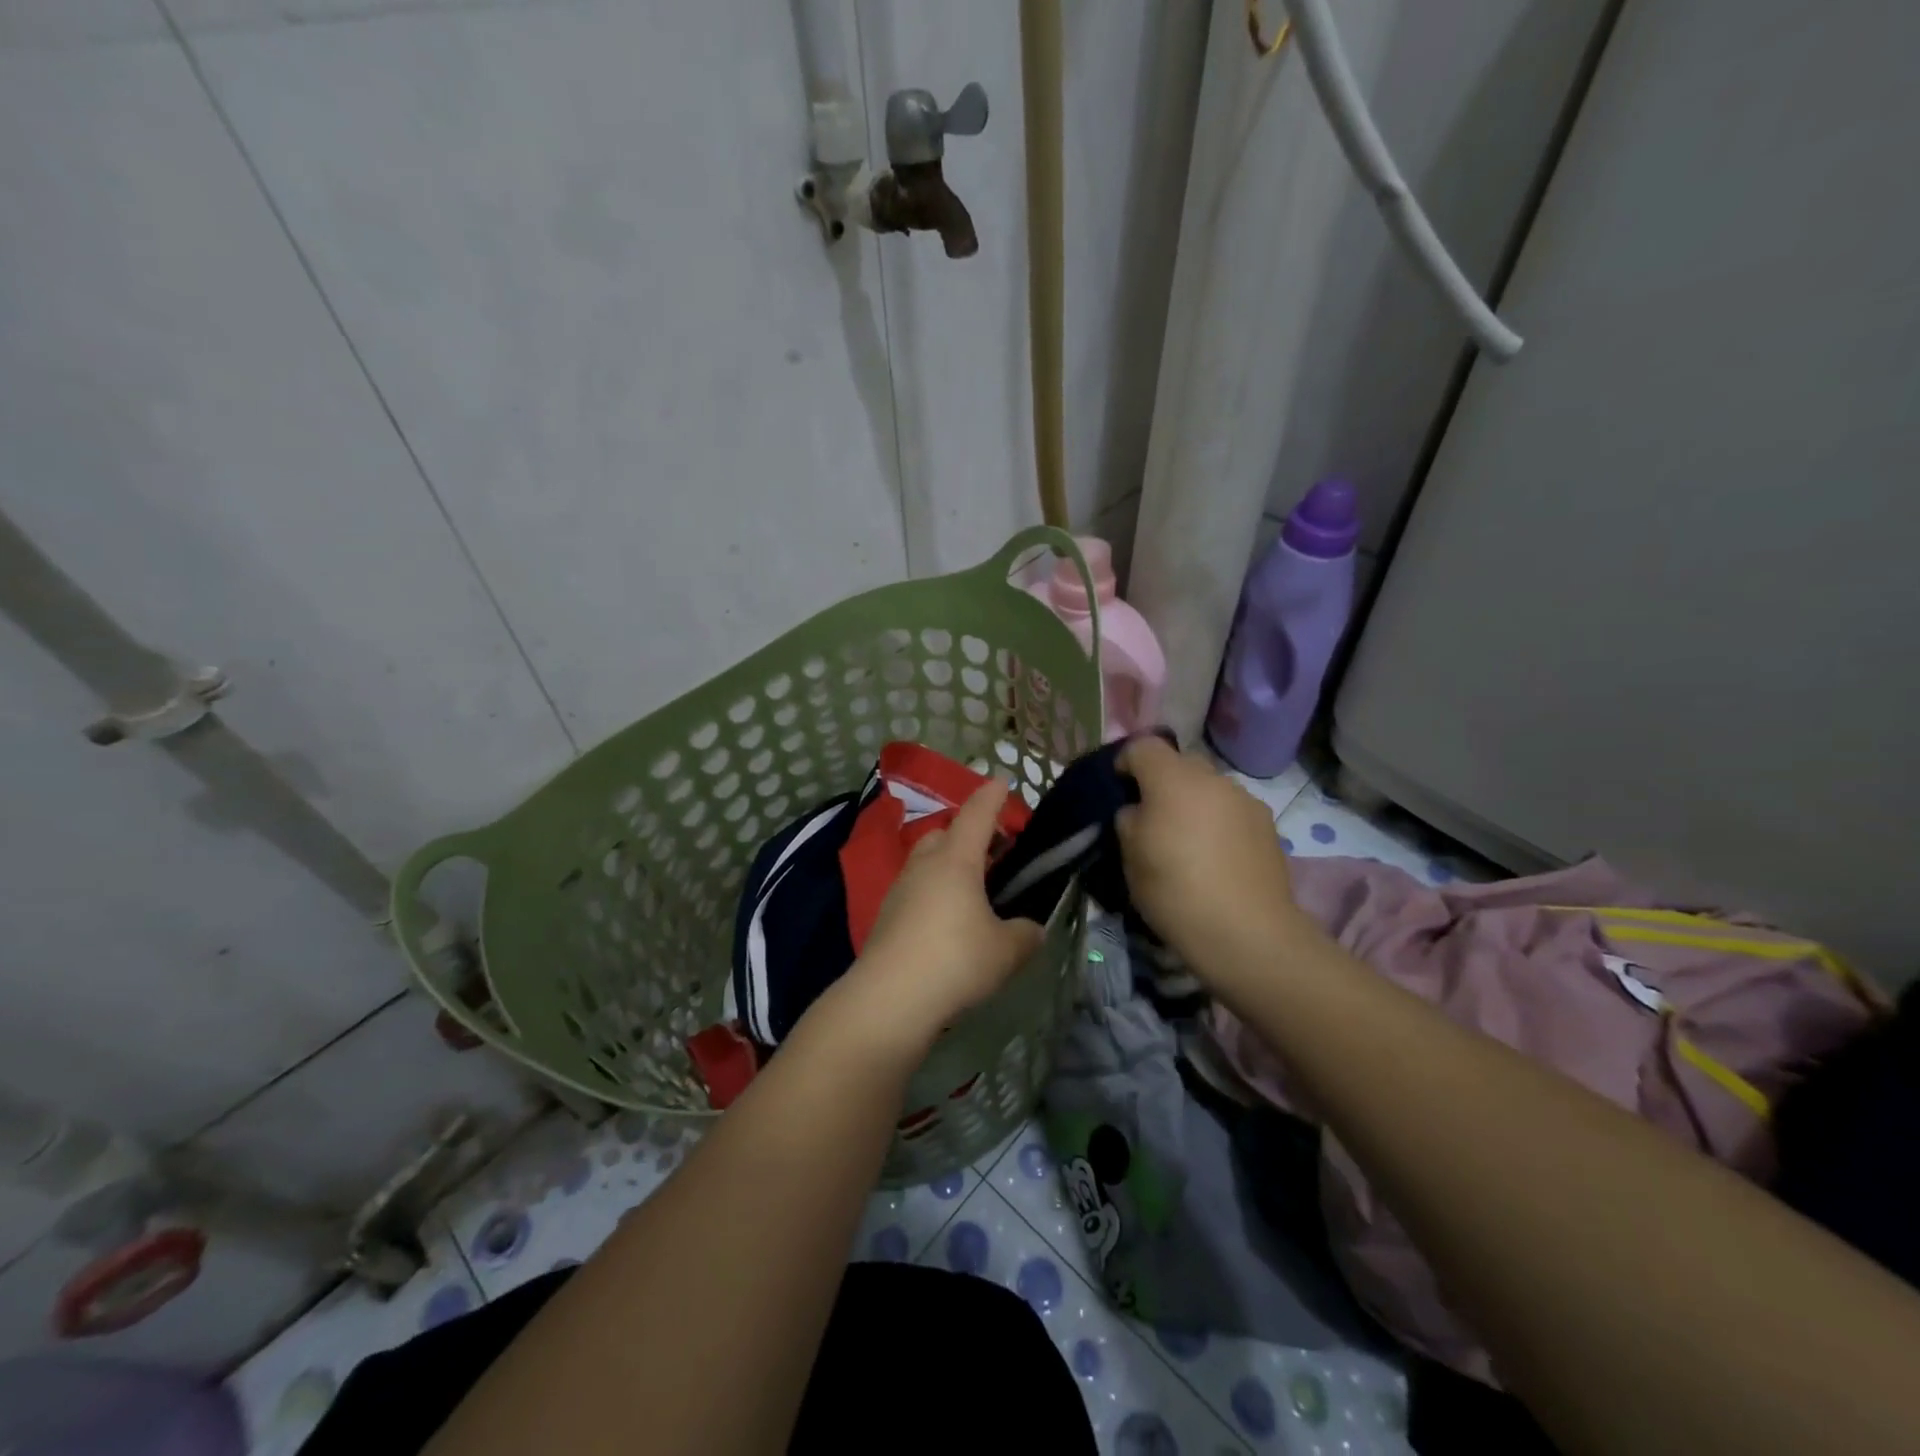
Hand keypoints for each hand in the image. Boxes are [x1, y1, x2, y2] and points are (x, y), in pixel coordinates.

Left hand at [827, 779, 1045, 1055]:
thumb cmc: (955, 960)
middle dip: (970, 832)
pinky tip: (950, 919)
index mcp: (956, 859)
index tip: (1002, 782)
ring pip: (928, 860)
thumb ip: (1026, 934)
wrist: (888, 999)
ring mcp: (901, 889)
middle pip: (947, 832)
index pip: (977, 813)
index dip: (992, 796)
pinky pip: (917, 888)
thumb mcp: (1006, 950)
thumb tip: (1031, 929)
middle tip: (996, 850)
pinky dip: (935, 890)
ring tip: (975, 888)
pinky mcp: (887, 915)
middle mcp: (925, 864)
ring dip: (950, 863)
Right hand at [1116, 737, 1311, 973]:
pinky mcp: (1268, 825)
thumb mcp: (1129, 856)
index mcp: (1173, 779)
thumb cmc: (1175, 890)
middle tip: (1152, 819)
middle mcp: (1212, 778)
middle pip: (1180, 764)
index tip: (1119, 791)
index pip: (1143, 746)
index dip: (1126, 762)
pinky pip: (1231, 811)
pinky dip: (1218, 823)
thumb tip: (1139, 811)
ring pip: (1209, 788)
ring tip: (1187, 842)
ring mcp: (1245, 800)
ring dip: (1193, 802)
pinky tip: (1216, 858)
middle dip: (1162, 783)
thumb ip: (1129, 820)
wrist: (1246, 933)